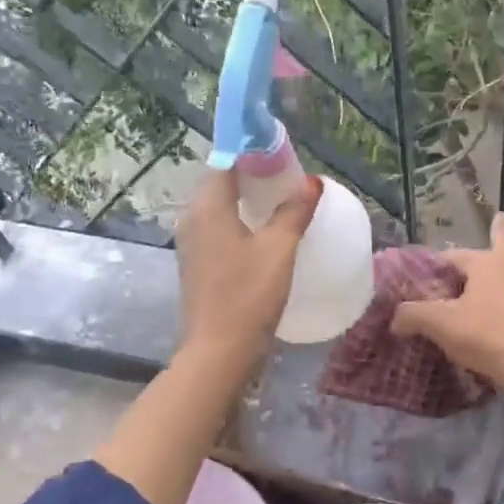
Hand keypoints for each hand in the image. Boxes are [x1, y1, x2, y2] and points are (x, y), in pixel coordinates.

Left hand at [175, 168, 321, 374]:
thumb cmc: (249, 295)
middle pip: (220, 183)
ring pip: (218, 207)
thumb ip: (294, 211)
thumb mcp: (279, 250)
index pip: (226, 162)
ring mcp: (191, 243)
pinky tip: (263, 234)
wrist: (219, 350)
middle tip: (287, 178)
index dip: (252, 153)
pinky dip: (239, 222)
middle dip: (251, 176)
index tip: (280, 154)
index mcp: (208, 207)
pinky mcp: (196, 264)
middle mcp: (192, 218)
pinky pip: (218, 228)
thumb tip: (312, 182)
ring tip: (280, 202)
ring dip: (246, 200)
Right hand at [392, 214, 503, 419]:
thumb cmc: (486, 334)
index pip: (453, 255)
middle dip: (498, 233)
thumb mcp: (441, 324)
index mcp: (488, 262)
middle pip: (502, 244)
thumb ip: (413, 315)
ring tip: (497, 266)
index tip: (423, 274)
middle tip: (498, 220)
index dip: (435, 264)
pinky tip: (503, 306)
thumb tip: (395, 318)